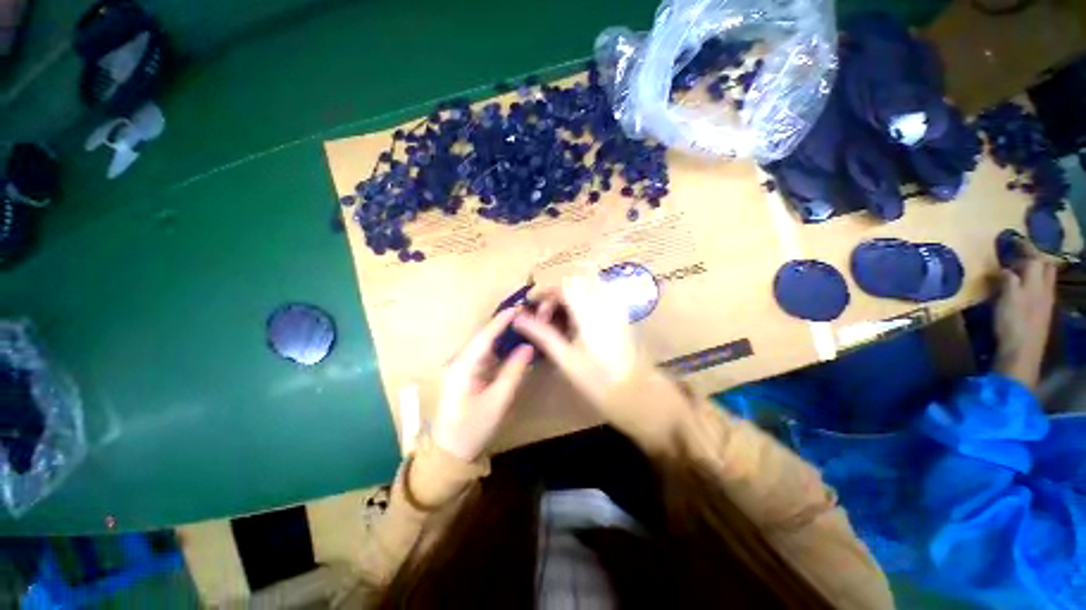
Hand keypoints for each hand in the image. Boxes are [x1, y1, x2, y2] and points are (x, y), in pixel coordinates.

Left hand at [432, 308, 533, 460]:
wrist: (450, 452)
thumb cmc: (473, 428)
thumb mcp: (498, 401)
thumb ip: (514, 372)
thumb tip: (528, 347)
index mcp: (464, 366)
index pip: (485, 336)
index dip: (501, 321)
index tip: (518, 307)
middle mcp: (460, 361)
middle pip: (483, 337)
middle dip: (503, 324)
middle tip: (525, 315)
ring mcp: (461, 367)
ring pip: (484, 344)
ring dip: (501, 334)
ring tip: (522, 325)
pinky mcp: (466, 374)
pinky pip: (484, 354)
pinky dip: (498, 347)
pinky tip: (511, 345)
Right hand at [512, 276, 638, 409]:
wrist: (637, 393)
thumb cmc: (598, 380)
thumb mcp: (565, 358)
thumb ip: (542, 334)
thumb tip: (518, 319)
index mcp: (589, 312)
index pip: (564, 284)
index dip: (544, 289)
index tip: (530, 303)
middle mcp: (604, 303)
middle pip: (575, 282)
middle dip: (555, 294)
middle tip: (544, 316)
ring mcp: (615, 308)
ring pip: (586, 288)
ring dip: (568, 297)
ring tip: (557, 320)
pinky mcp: (620, 315)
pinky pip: (597, 297)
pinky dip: (580, 302)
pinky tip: (574, 323)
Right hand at [994, 255, 1056, 387]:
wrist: (1022, 352)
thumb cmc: (1013, 322)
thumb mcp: (1007, 298)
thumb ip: (1007, 280)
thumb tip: (1003, 268)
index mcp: (1037, 282)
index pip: (1036, 258)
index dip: (1026, 247)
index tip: (1014, 238)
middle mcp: (1044, 288)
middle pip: (1045, 267)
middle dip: (1035, 257)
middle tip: (1020, 254)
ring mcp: (1044, 302)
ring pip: (1044, 279)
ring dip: (1035, 271)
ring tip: (1020, 269)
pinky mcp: (1040, 313)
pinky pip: (1040, 291)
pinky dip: (1032, 284)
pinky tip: (1022, 289)